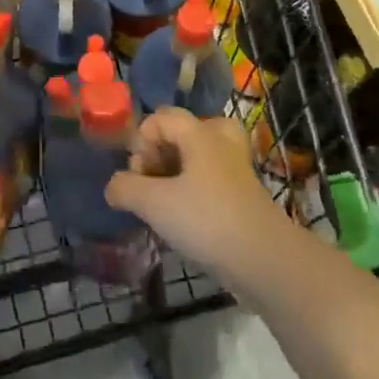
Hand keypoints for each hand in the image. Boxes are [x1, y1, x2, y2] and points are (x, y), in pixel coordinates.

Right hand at [105, 108, 282, 270]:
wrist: (265, 262)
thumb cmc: (206, 220)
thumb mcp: (153, 203)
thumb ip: (125, 188)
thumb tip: (114, 186)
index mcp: (201, 134)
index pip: (162, 117)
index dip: (142, 140)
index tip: (138, 172)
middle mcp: (221, 144)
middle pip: (185, 132)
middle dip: (162, 153)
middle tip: (153, 178)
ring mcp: (236, 171)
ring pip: (199, 158)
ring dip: (177, 175)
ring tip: (164, 202)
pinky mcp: (243, 199)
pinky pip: (211, 181)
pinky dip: (194, 193)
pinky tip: (183, 221)